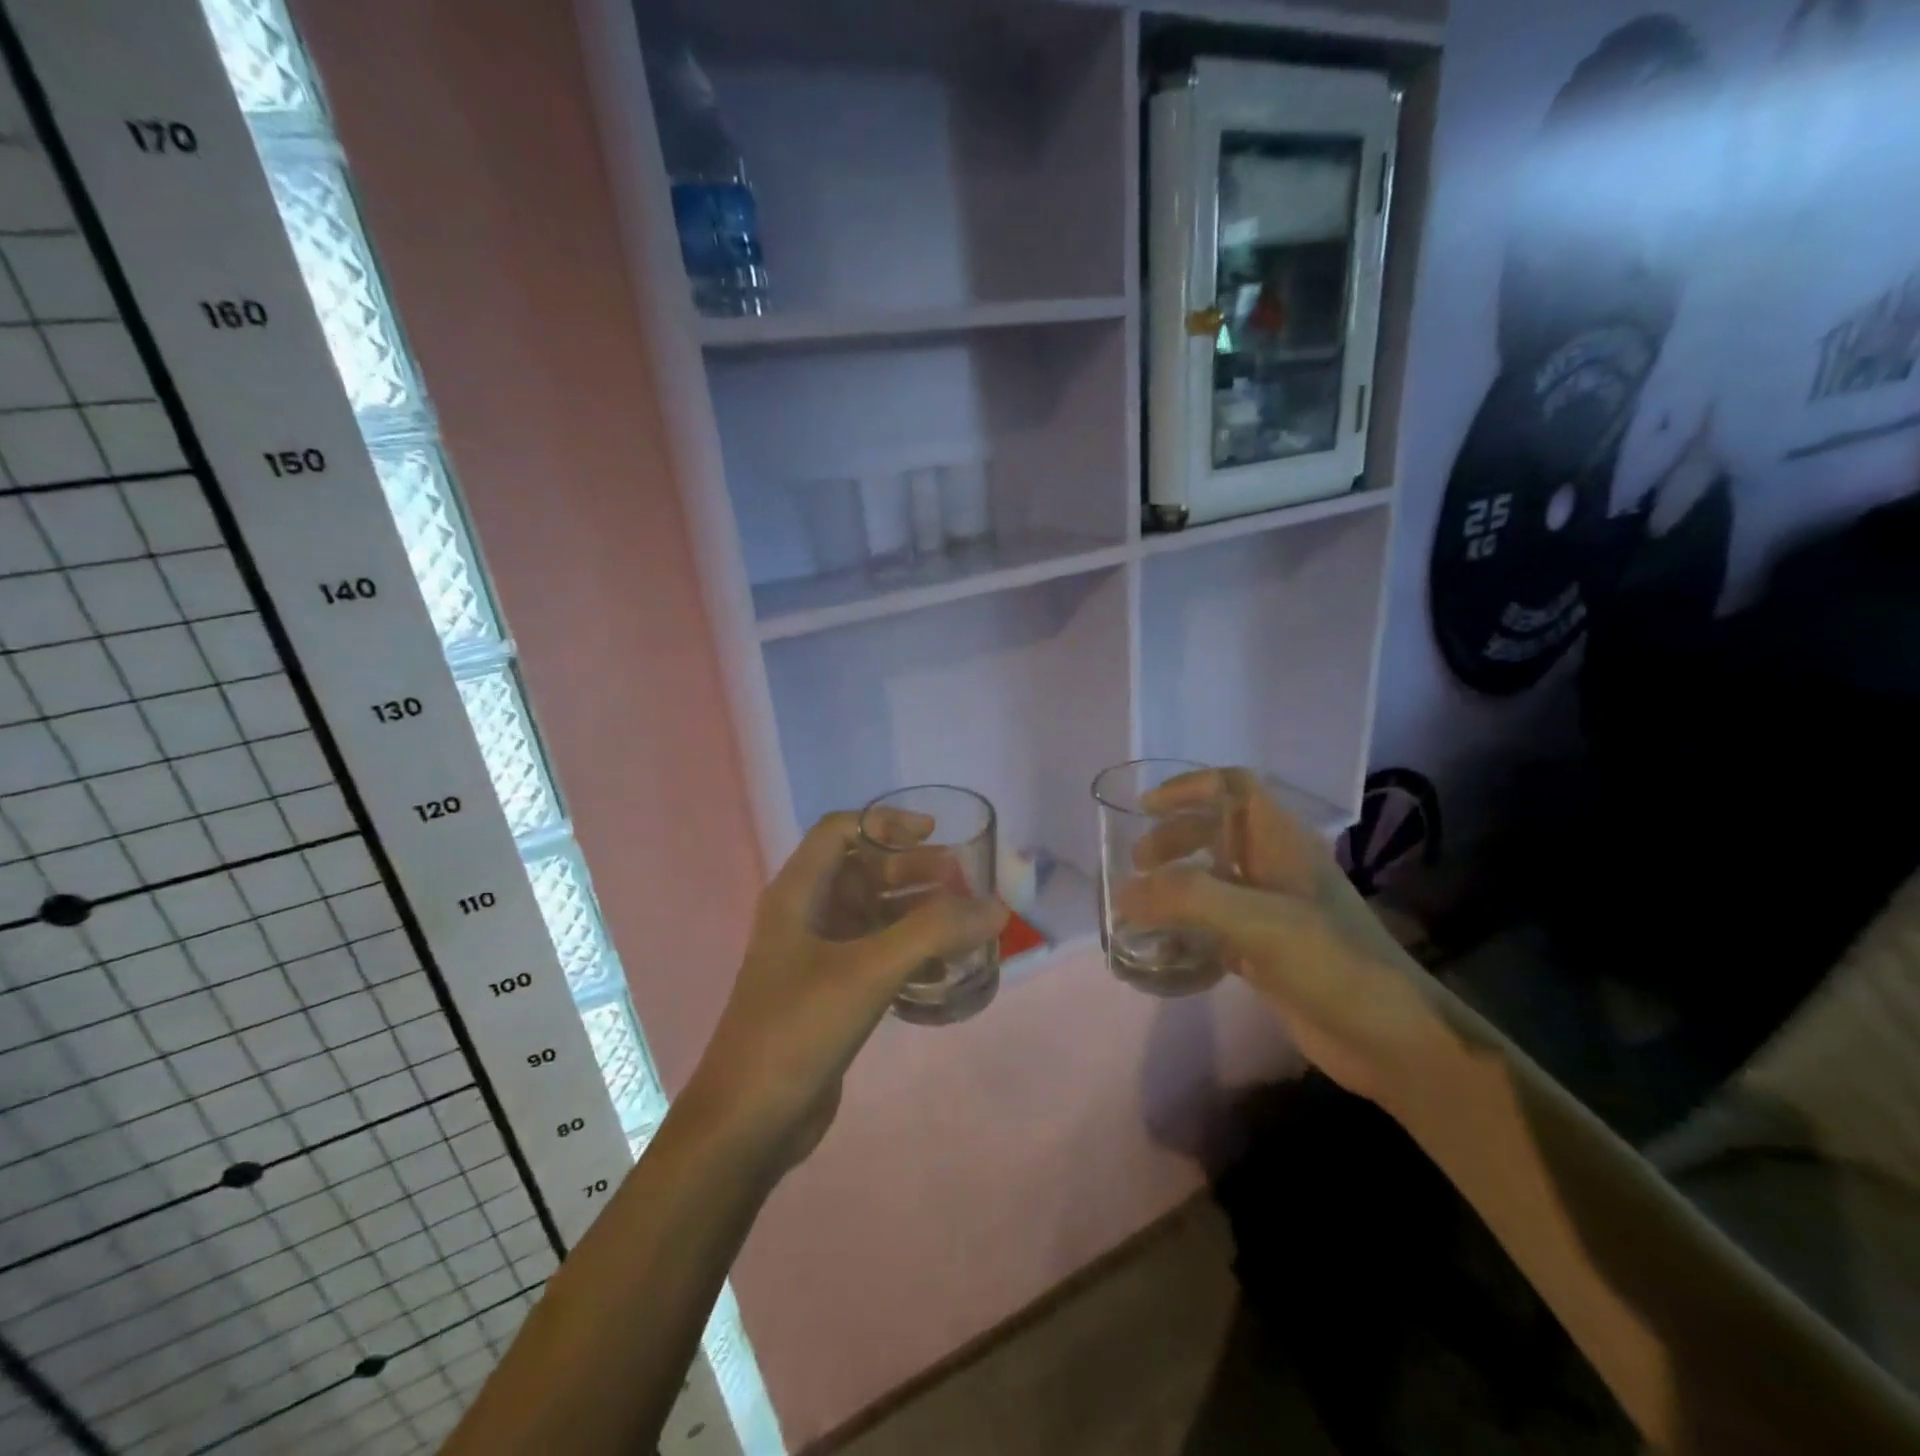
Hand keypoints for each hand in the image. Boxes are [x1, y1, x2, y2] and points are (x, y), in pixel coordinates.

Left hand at [686, 812, 1006, 1167]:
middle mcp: (805, 916)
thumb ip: (934, 933)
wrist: (749, 1123)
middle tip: (963, 881)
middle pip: (863, 871)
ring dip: (917, 913)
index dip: (886, 823)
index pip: (840, 831)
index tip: (934, 832)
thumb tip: (995, 907)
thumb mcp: (868, 971)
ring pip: (873, 915)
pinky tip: (943, 972)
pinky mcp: (830, 993)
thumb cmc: (798, 1029)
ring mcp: (816, 957)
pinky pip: (876, 956)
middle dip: (912, 870)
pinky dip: (910, 954)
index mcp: (798, 894)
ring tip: (964, 924)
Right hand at [1118, 768, 1444, 1108]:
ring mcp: (1273, 911)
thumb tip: (1124, 892)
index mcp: (1282, 843)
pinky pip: (1215, 927)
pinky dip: (1185, 930)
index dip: (1189, 787)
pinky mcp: (1267, 951)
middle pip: (1216, 832)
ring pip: (1213, 879)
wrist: (1394, 1040)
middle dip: (1173, 839)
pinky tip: (1163, 951)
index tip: (1145, 807)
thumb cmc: (1332, 963)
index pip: (1234, 788)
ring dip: (1175, 885)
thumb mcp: (1259, 921)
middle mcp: (1276, 868)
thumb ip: (1189, 898)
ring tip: (1140, 905)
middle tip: (1138, 866)